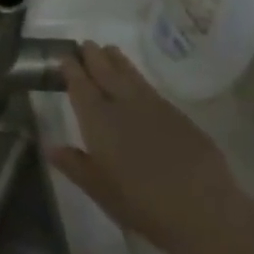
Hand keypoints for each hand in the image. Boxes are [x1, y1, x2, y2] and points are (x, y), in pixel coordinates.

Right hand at [47, 42, 241, 253]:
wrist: (203, 210)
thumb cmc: (140, 203)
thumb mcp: (98, 189)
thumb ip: (75, 165)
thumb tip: (51, 147)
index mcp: (98, 122)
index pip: (81, 88)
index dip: (71, 71)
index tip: (64, 57)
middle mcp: (125, 107)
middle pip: (107, 74)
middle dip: (94, 58)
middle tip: (86, 44)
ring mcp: (156, 109)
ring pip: (132, 77)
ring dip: (119, 62)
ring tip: (110, 50)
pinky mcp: (180, 118)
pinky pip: (152, 90)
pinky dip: (139, 80)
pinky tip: (139, 83)